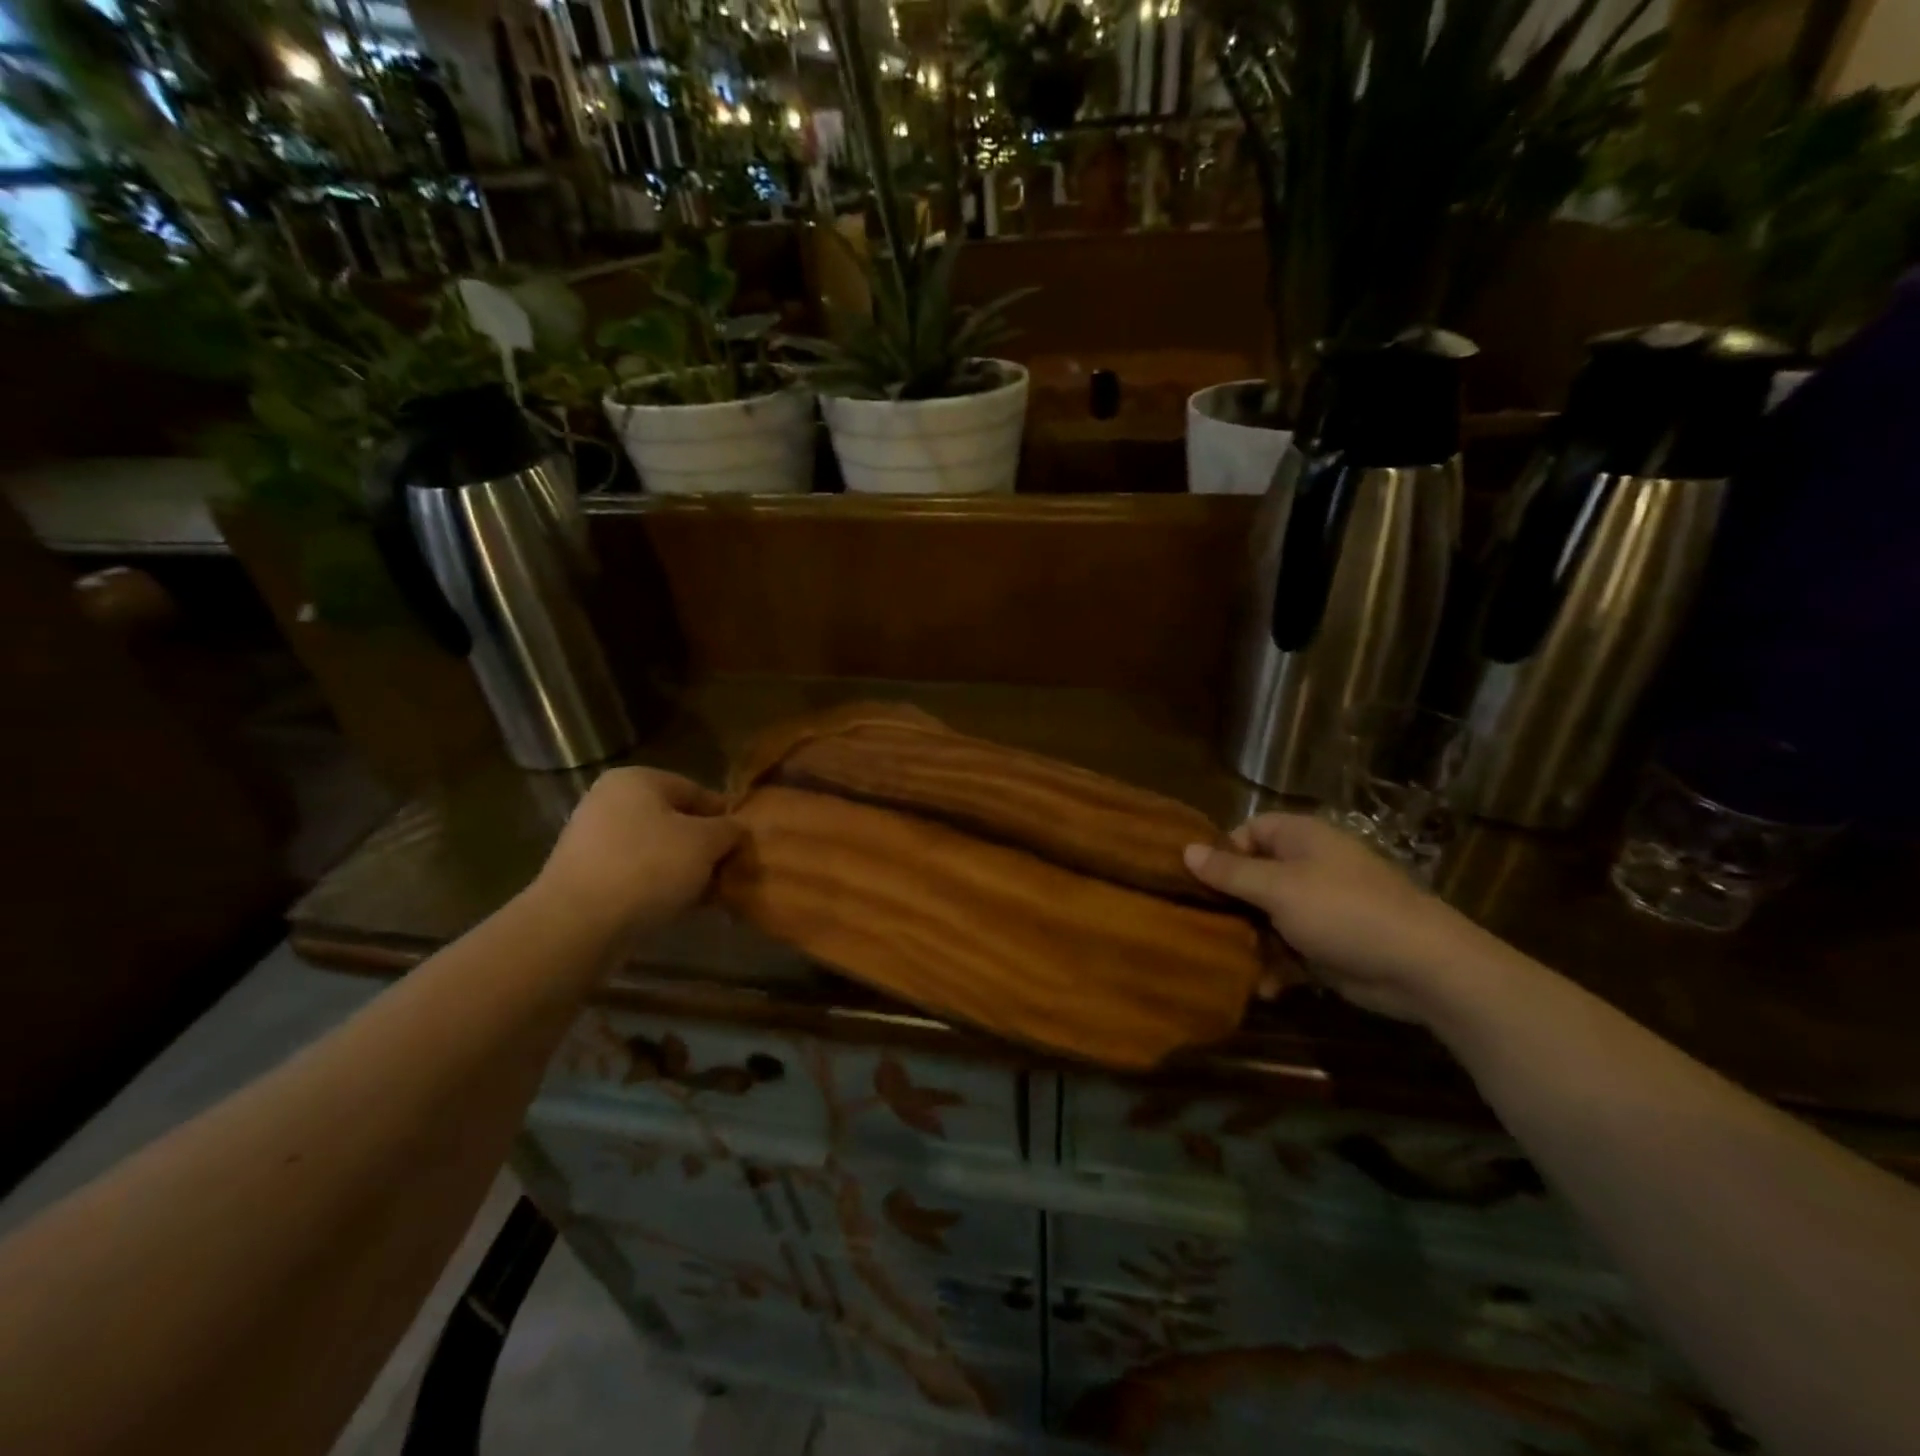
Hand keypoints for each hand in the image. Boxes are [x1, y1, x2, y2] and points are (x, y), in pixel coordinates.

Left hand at [535, 768, 741, 937]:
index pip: (696, 790)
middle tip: (729, 870)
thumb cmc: (648, 867)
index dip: (725, 816)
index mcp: (637, 779)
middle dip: (703, 846)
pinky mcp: (585, 876)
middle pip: (674, 821)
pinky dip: (658, 886)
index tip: (745, 843)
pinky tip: (678, 907)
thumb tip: (736, 829)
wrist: (578, 924)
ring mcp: (592, 839)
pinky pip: (635, 874)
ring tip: (707, 894)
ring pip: (656, 850)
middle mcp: (609, 801)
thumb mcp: (705, 842)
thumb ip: (729, 829)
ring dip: (683, 869)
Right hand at [1184, 813, 1489, 1022]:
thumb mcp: (1278, 888)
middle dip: (1230, 904)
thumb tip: (1185, 849)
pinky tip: (1266, 988)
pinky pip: (1289, 949)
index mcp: (1301, 839)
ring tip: (1231, 962)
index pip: (1249, 831)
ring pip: (1267, 917)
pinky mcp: (1328, 945)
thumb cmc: (1343, 911)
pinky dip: (1276, 966)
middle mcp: (1308, 867)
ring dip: (1250, 941)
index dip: (1223, 852)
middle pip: (1254, 877)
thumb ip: (1230, 872)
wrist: (1422, 967)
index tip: (1197, 880)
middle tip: (1201, 925)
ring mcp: (1320, 907)